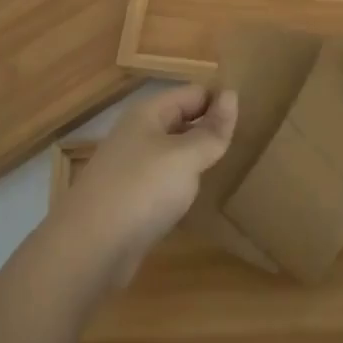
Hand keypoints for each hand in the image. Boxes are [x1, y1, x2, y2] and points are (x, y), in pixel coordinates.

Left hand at [47, 85, 235, 286]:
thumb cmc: (141, 190)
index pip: (193, 93)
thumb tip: (232, 95)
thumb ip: (211, 130)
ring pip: (173, 152)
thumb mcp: (185, 156)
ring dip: (197, 158)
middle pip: (182, 120)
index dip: (220, 102)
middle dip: (210, 129)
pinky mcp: (129, 199)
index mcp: (148, 113)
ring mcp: (131, 167)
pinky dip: (181, 185)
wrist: (89, 248)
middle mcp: (137, 134)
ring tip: (229, 167)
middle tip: (249, 143)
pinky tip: (197, 197)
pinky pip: (163, 180)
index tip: (253, 119)